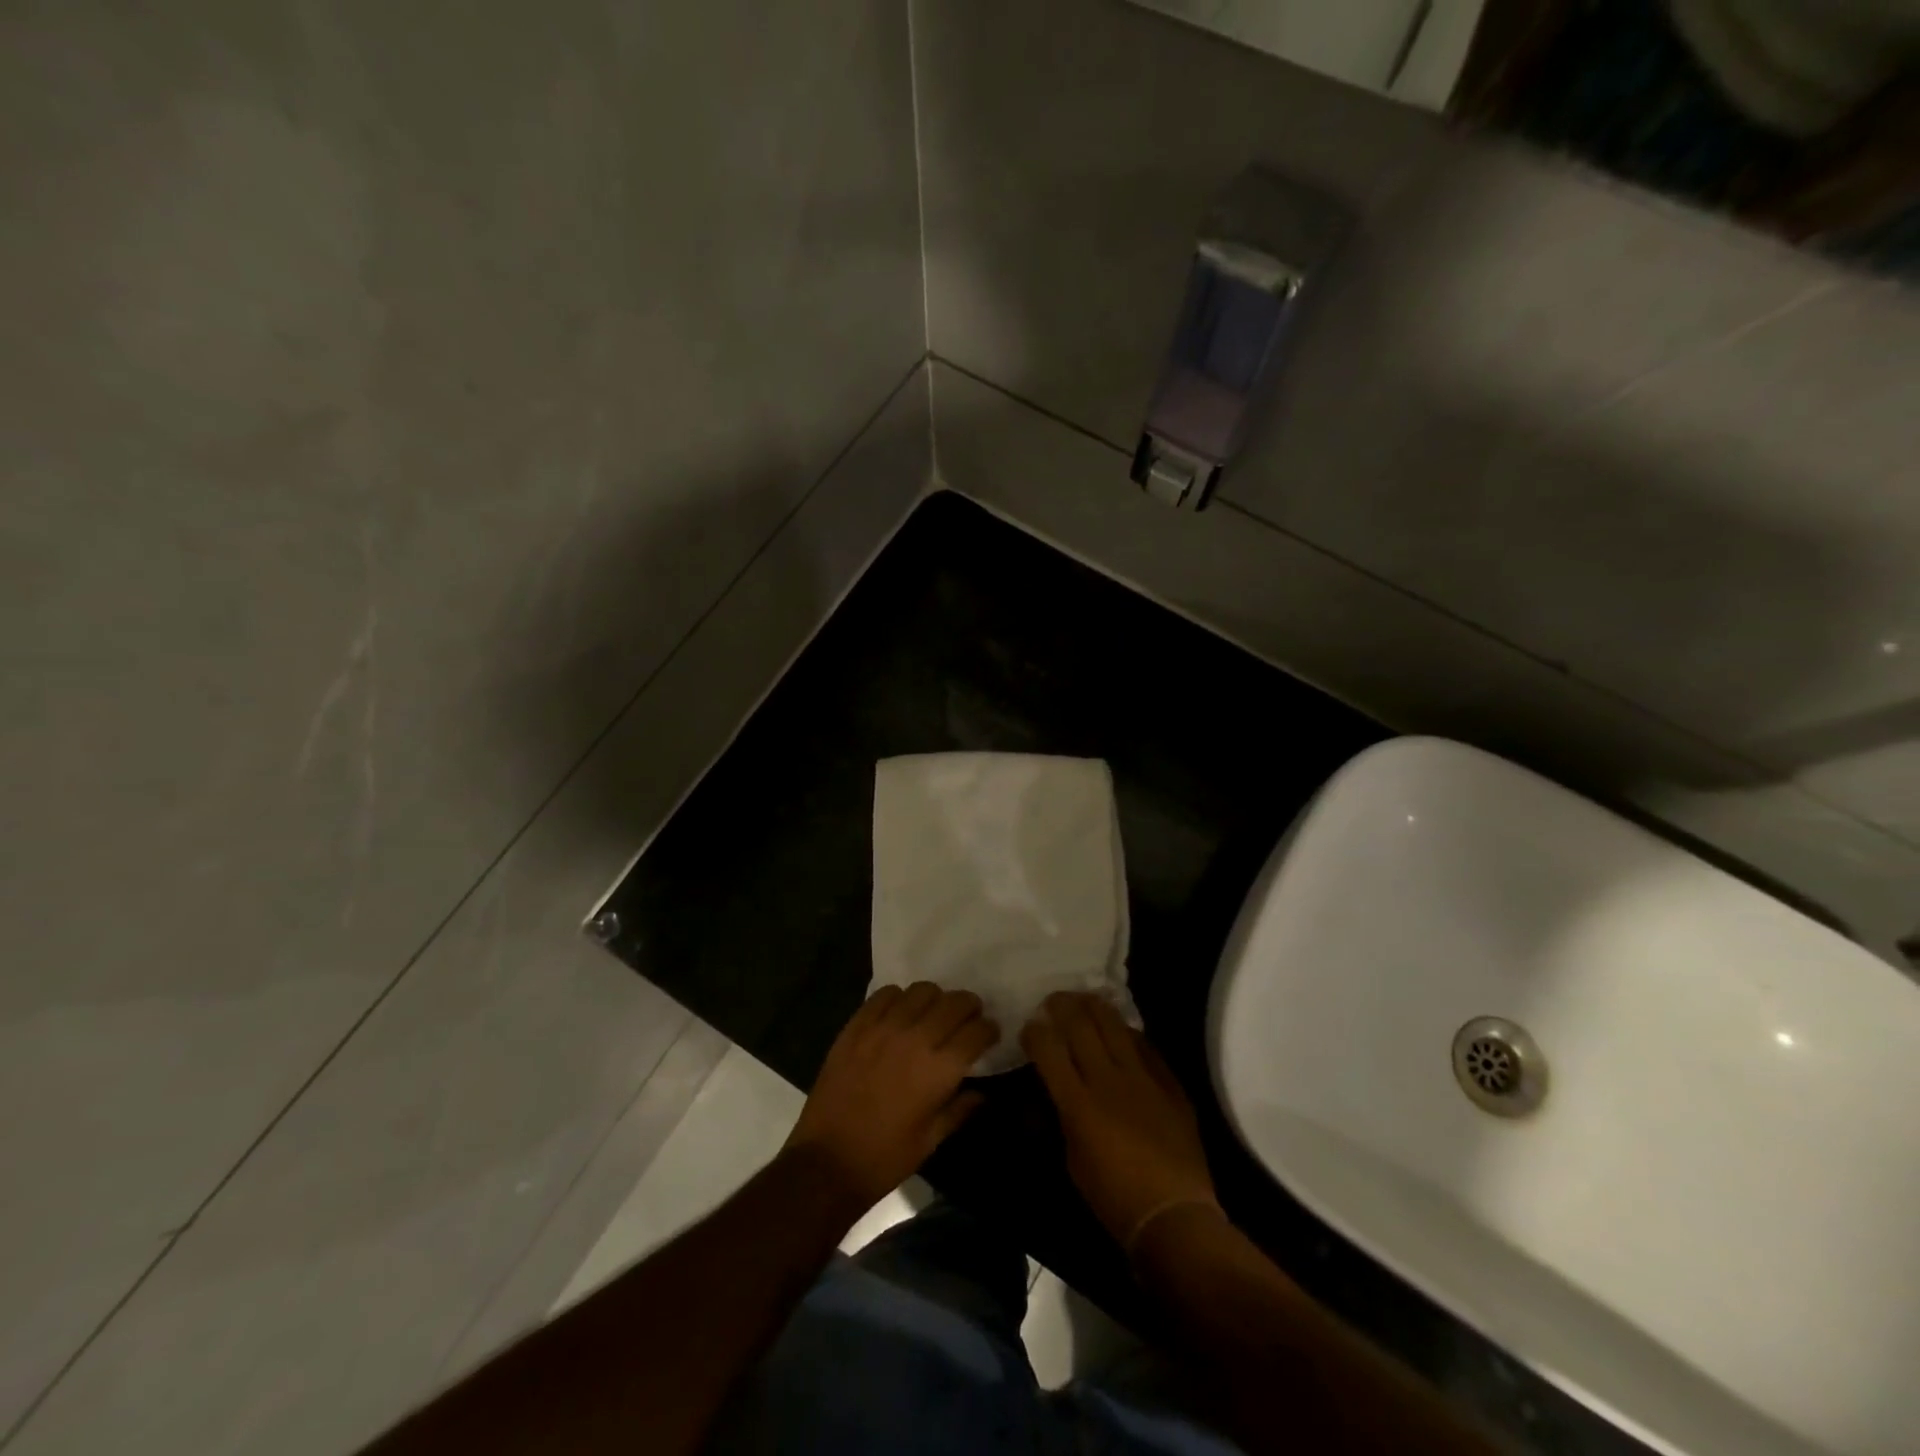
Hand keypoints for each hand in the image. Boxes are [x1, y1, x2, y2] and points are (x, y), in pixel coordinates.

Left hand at [784, 982, 999, 1208]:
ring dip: (935, 999)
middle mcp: (916, 1038)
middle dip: (968, 1007)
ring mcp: (884, 1027)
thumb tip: (982, 1093)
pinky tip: (899, 1014)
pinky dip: (899, 998)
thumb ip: (960, 1109)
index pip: (977, 1030)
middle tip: (966, 1019)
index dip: (988, 1029)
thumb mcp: (931, 1140)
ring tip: (932, 1013)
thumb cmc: (885, 1157)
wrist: (827, 1160)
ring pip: (922, 990)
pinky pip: (885, 994)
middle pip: (954, 1002)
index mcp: (940, 1069)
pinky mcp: (857, 1025)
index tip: (989, 1034)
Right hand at [1022, 992, 1218, 1250]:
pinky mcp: (1169, 1083)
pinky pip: (1146, 1045)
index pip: (1048, 1048)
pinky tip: (1123, 1029)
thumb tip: (1052, 1091)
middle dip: (1061, 1006)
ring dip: (1095, 1007)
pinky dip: (1129, 1033)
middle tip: (1054, 1001)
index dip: (1034, 1031)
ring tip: (1085, 1000)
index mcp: (1078, 1102)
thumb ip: (1061, 1116)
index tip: (1030, 1027)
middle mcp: (1107, 1080)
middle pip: (1080, 1025)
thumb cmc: (1113, 1198)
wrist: (1175, 1216)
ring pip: (1115, 1025)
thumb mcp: (1071, 1160)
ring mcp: (1142, 1077)